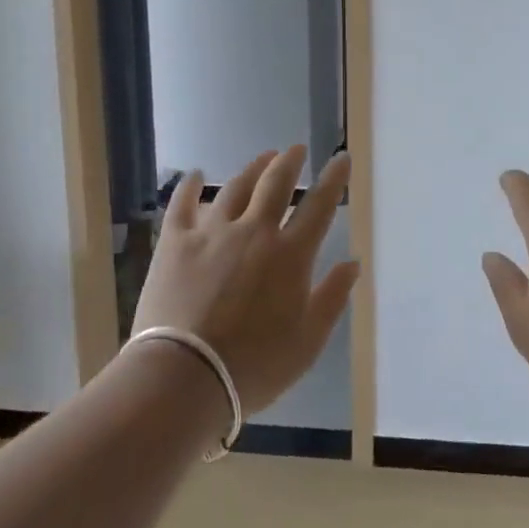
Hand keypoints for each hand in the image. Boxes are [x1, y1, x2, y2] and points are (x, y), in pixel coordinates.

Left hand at [132, 146, 357, 416]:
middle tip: (296, 150)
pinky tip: (194, 175)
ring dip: (252, 169)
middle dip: (290, 162)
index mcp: (290, 255)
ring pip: (235, 187)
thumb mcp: (307, 342)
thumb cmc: (253, 367)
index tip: (341, 158)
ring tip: (262, 159)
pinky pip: (183, 204)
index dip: (333, 179)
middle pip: (276, 184)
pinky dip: (190, 186)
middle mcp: (254, 232)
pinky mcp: (175, 242)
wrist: (184, 377)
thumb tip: (353, 262)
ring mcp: (212, 233)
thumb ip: (332, 298)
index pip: (319, 206)